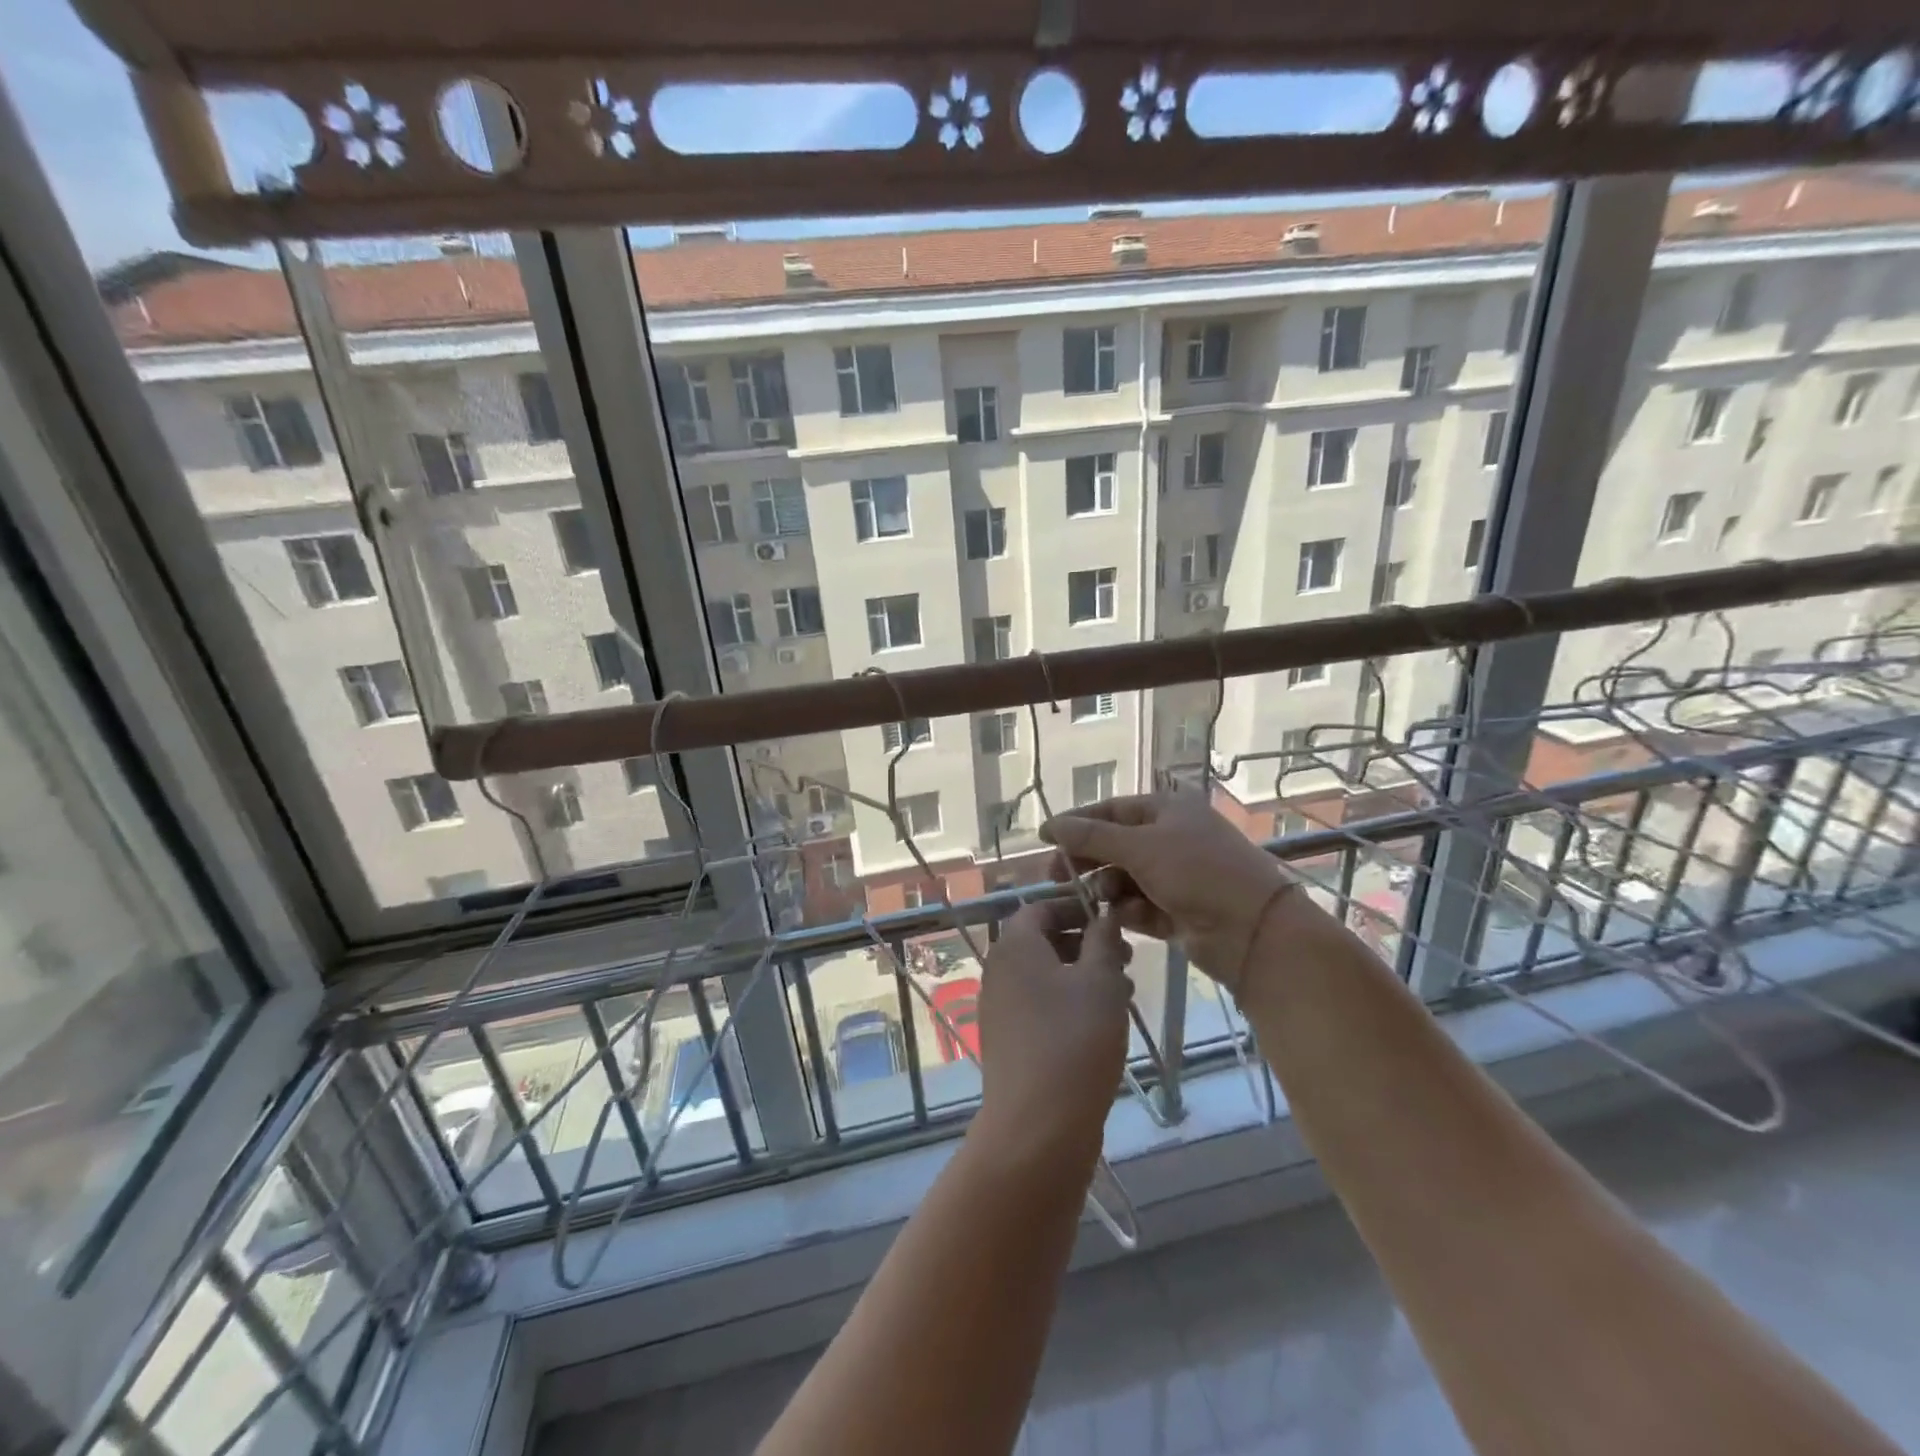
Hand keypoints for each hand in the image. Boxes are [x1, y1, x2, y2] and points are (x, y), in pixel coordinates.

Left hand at [974, 900, 1131, 1157]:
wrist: (1037, 1125)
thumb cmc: (1074, 1039)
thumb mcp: (1101, 981)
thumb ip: (1103, 940)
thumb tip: (1103, 915)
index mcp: (1014, 946)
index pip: (1039, 907)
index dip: (1076, 906)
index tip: (1111, 918)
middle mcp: (999, 970)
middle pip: (1042, 941)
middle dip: (1085, 942)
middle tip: (1126, 957)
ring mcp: (1000, 1008)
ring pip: (1044, 975)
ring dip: (1082, 974)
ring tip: (1124, 992)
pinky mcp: (1008, 1040)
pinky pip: (1040, 1005)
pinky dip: (1069, 1002)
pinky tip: (1102, 1023)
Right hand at [1041, 793, 1307, 994]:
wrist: (1253, 930)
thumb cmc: (1197, 872)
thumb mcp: (1141, 847)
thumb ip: (1092, 837)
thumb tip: (1051, 825)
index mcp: (1167, 810)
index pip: (1111, 811)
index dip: (1077, 823)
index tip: (1045, 840)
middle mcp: (1170, 838)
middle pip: (1115, 845)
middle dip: (1088, 861)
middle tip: (1057, 879)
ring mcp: (1176, 875)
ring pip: (1125, 878)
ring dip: (1107, 888)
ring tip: (1098, 899)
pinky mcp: (1178, 910)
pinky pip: (1139, 906)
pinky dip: (1128, 912)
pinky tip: (1121, 918)